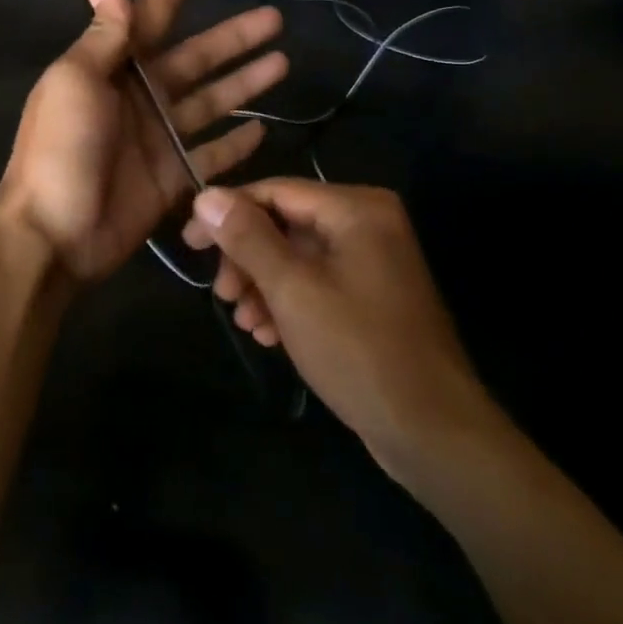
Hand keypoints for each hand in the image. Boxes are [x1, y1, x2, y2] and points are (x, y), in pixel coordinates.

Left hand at [0, 0, 287, 284]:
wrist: (54, 233)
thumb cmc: (61, 148)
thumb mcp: (76, 81)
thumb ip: (103, 36)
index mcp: (113, 67)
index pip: (152, 12)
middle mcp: (141, 96)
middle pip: (197, 57)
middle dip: (234, 37)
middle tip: (275, 18)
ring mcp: (159, 138)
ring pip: (212, 101)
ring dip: (245, 82)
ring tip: (284, 62)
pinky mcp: (173, 178)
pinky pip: (211, 156)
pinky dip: (235, 144)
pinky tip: (262, 128)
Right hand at [183, 180, 497, 474]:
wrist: (433, 431)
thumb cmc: (358, 349)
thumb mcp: (292, 290)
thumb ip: (247, 238)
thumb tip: (206, 196)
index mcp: (356, 208)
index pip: (275, 191)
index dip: (227, 213)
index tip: (189, 244)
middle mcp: (368, 224)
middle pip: (285, 224)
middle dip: (247, 258)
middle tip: (221, 294)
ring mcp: (373, 262)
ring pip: (297, 258)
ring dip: (263, 285)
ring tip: (243, 321)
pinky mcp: (372, 297)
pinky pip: (317, 284)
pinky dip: (288, 302)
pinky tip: (267, 334)